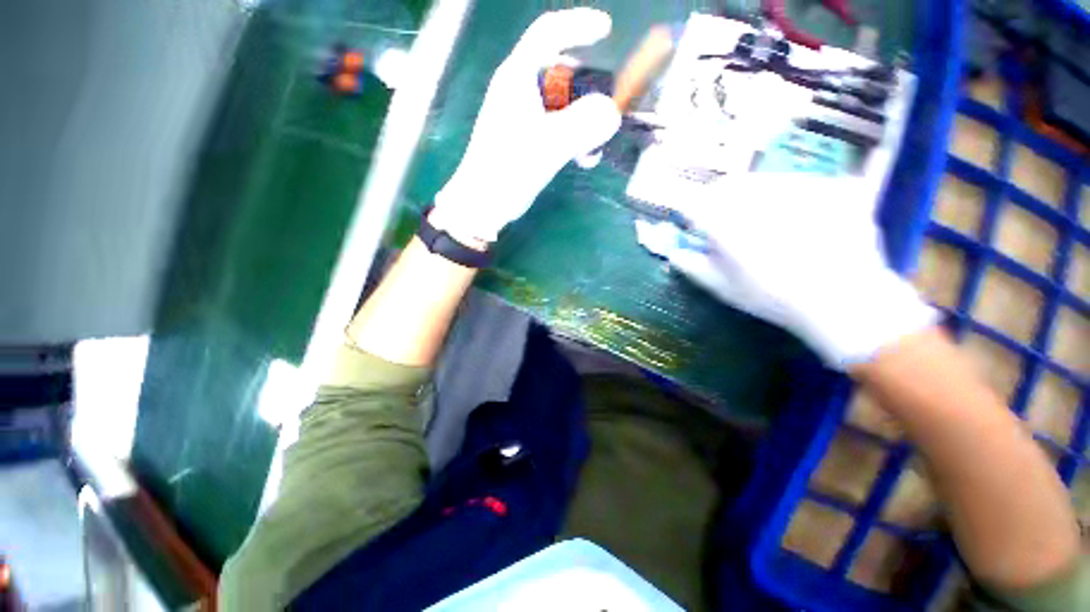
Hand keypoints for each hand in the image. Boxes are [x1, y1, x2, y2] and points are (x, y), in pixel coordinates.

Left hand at [431, 8, 622, 243]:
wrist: (484, 203)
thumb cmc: (508, 170)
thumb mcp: (549, 145)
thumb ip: (584, 125)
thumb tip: (612, 114)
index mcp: (518, 77)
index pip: (549, 32)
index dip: (579, 25)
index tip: (607, 31)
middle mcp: (521, 90)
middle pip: (564, 75)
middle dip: (588, 95)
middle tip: (604, 119)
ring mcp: (525, 116)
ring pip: (565, 106)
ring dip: (584, 124)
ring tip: (591, 152)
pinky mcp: (529, 138)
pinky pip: (559, 128)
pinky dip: (574, 139)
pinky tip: (582, 159)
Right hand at [660, 174, 935, 368]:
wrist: (844, 300)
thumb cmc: (771, 297)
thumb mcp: (722, 287)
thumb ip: (692, 266)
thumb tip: (674, 252)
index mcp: (725, 220)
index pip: (693, 203)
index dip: (691, 214)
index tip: (697, 228)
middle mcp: (758, 195)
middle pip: (728, 186)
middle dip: (722, 202)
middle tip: (732, 225)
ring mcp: (798, 186)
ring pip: (764, 181)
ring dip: (757, 197)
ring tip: (771, 226)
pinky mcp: (831, 185)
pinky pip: (801, 184)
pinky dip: (795, 199)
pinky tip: (805, 224)